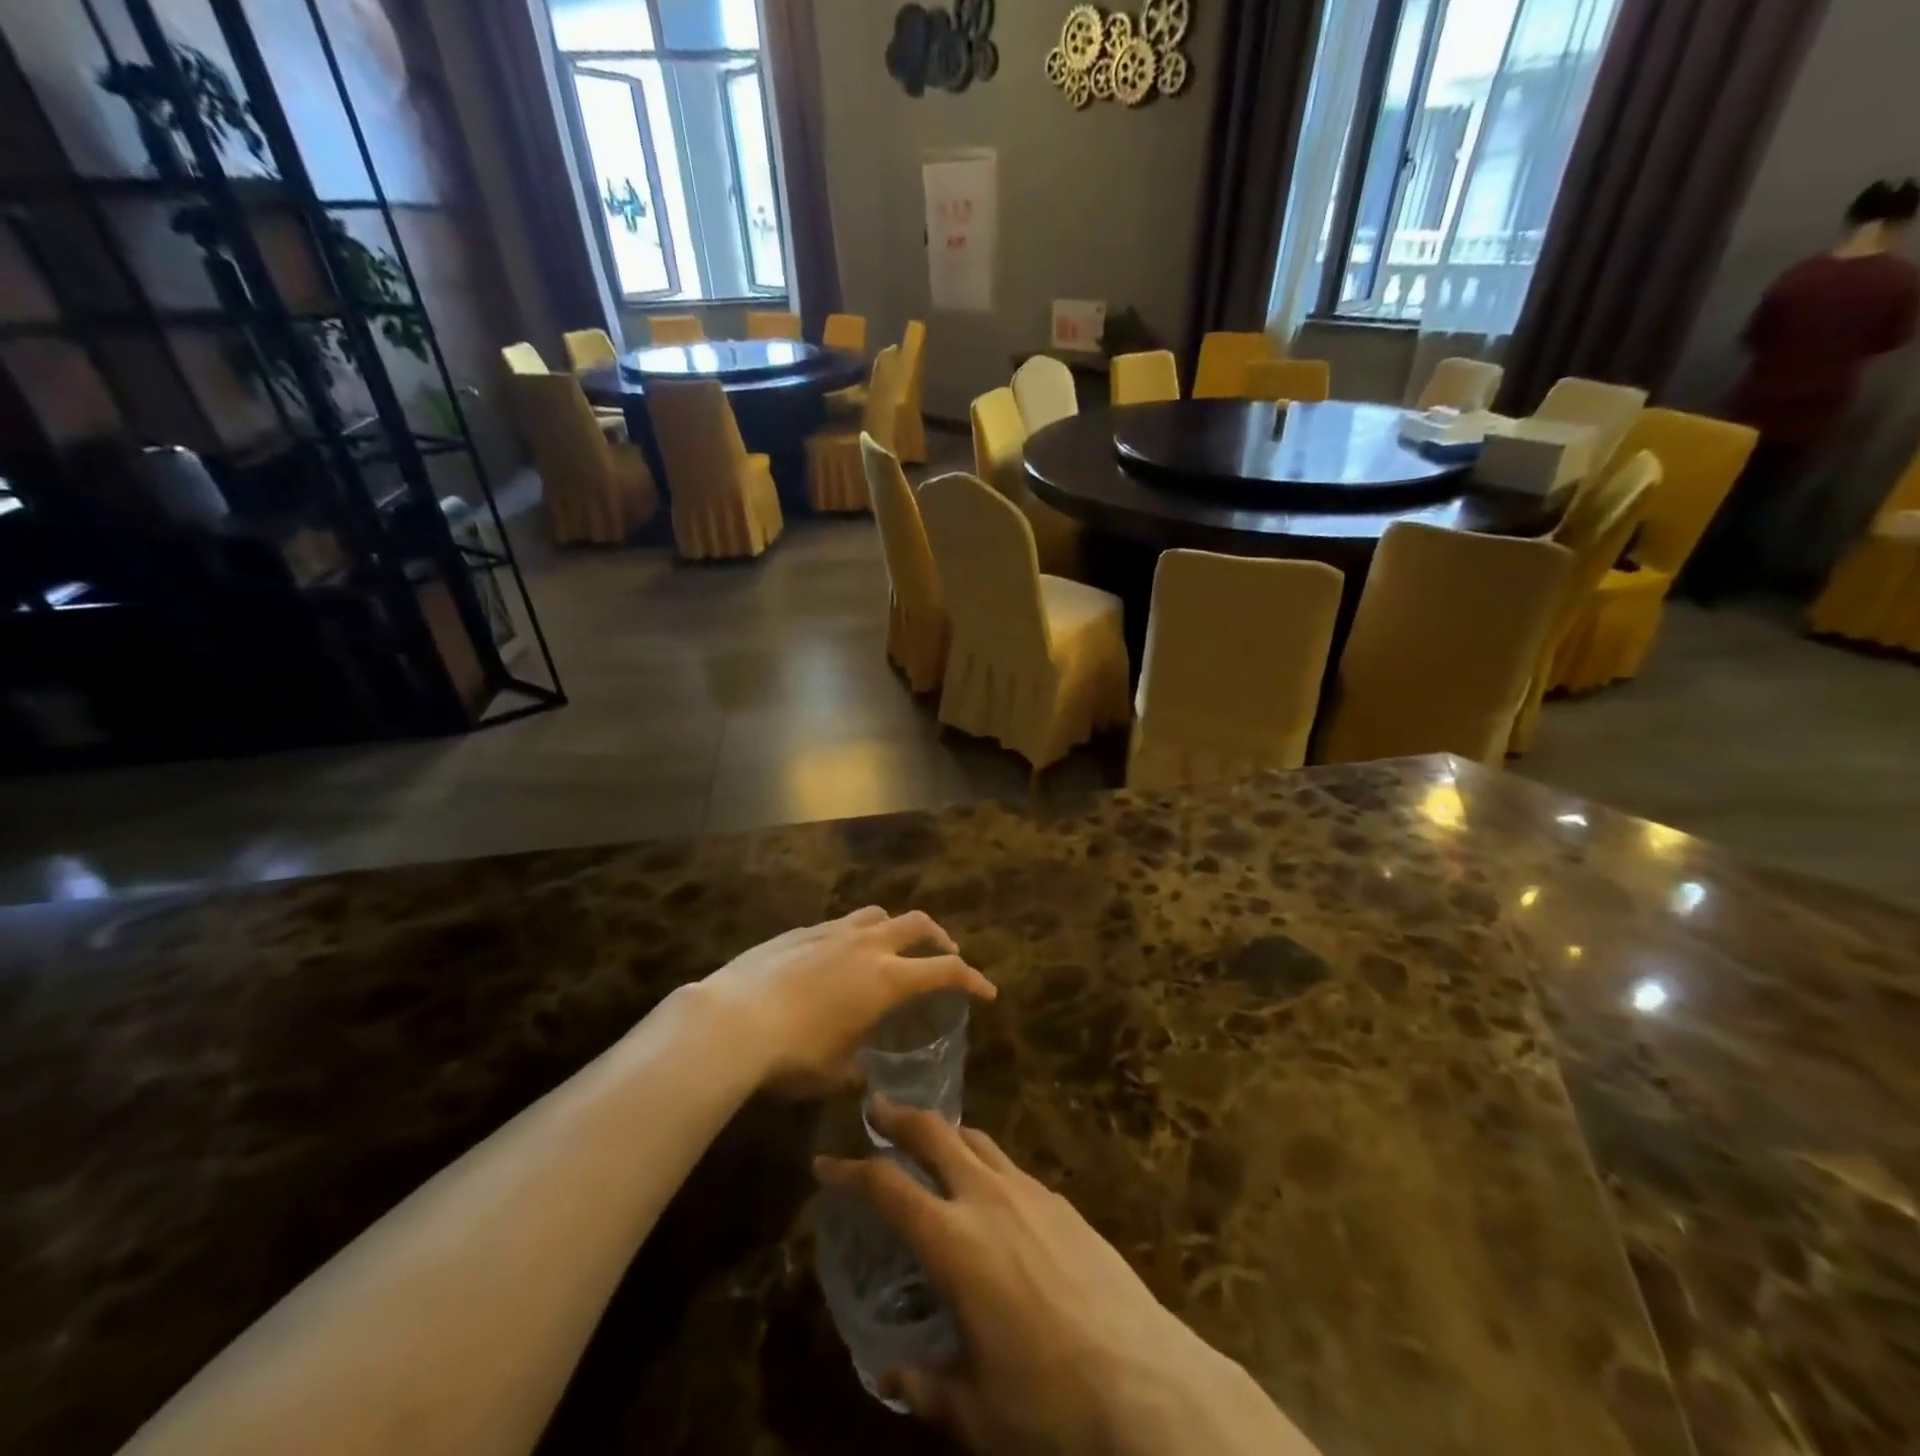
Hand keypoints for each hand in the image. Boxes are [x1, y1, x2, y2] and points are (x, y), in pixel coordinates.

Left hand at [699, 908, 993, 1095]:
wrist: (732, 1021)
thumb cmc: (793, 1055)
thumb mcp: (835, 1072)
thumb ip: (857, 1067)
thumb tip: (860, 1075)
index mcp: (887, 979)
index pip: (945, 970)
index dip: (972, 979)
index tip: (987, 991)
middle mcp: (867, 945)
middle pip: (918, 924)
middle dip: (939, 938)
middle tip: (945, 955)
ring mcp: (832, 931)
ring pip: (878, 914)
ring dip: (896, 928)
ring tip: (893, 947)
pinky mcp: (801, 930)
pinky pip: (841, 923)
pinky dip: (855, 935)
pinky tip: (839, 956)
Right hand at [816, 1105, 1318, 1455]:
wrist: (1145, 1382)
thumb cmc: (1047, 1403)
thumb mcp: (974, 1408)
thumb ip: (924, 1383)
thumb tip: (888, 1375)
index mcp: (952, 1241)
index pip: (887, 1186)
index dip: (850, 1170)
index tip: (825, 1161)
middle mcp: (987, 1198)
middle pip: (934, 1133)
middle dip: (900, 1116)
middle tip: (877, 1109)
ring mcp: (1030, 1192)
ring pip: (977, 1139)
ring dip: (946, 1132)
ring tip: (930, 1140)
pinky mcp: (1062, 1202)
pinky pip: (1011, 1165)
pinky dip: (986, 1161)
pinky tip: (989, 1190)